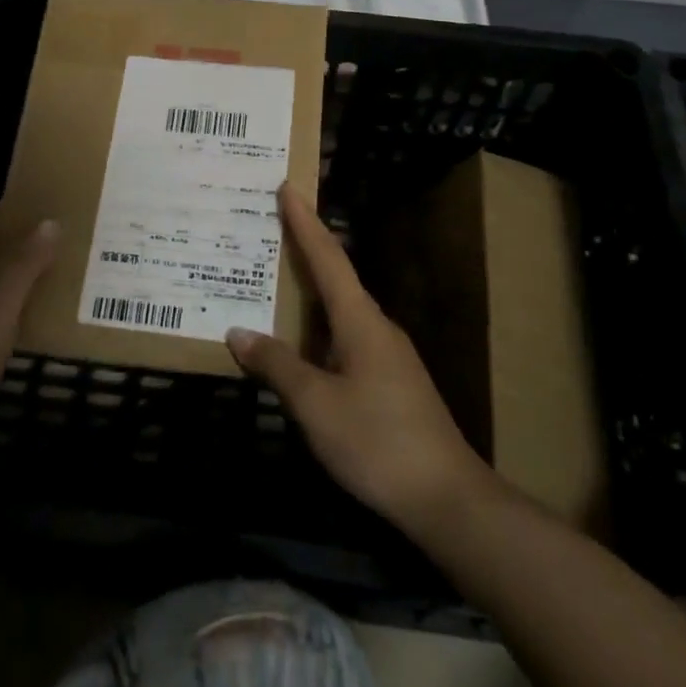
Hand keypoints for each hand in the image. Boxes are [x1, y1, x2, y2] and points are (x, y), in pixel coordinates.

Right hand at [226, 185, 497, 543]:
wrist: (447, 499)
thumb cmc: (377, 441)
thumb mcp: (316, 405)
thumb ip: (277, 365)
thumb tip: (238, 332)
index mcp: (360, 320)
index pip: (328, 257)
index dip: (305, 222)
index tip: (288, 187)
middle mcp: (376, 327)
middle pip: (335, 278)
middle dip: (303, 252)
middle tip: (268, 233)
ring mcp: (388, 355)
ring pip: (340, 313)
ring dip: (309, 296)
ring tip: (274, 288)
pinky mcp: (391, 382)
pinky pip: (346, 340)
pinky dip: (319, 330)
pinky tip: (300, 349)